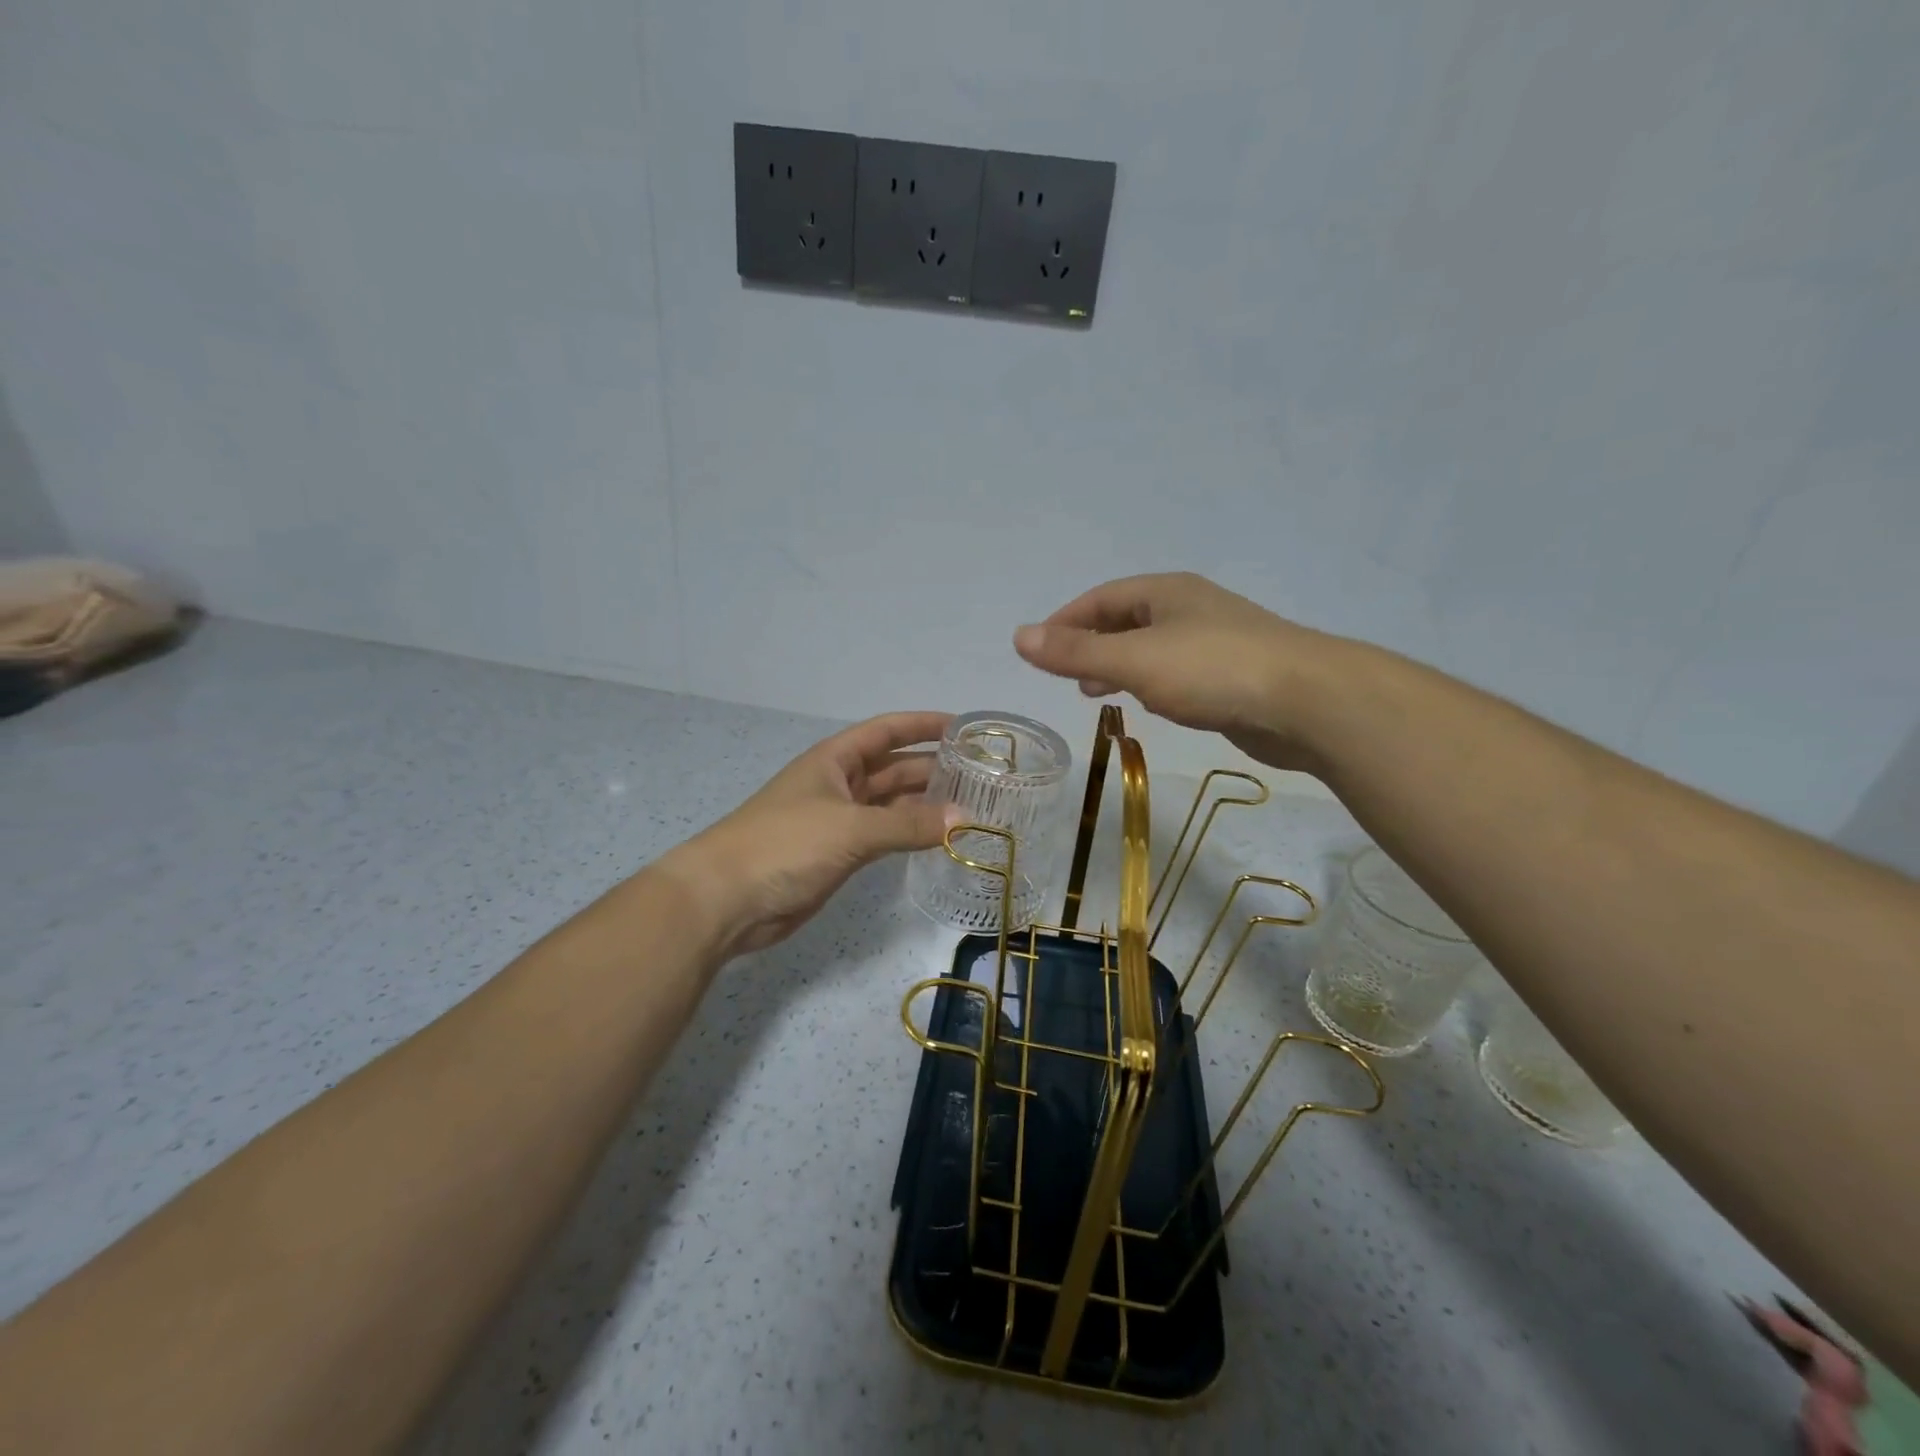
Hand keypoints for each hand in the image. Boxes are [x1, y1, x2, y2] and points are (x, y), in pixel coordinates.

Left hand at [666, 712, 957, 956]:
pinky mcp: (837, 854)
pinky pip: (883, 835)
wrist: (727, 899)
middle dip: (932, 769)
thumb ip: (908, 823)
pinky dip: (909, 834)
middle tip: (981, 777)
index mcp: (835, 759)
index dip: (923, 725)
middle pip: (893, 767)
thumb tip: (964, 818)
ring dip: (925, 804)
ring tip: (972, 807)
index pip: (887, 731)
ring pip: (890, 804)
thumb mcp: (851, 827)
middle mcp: (839, 783)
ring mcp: (838, 820)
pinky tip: (938, 838)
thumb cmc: (785, 844)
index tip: (965, 728)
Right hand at [1014, 572, 1332, 771]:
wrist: (1307, 702)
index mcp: (1166, 592)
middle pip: (1126, 620)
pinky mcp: (1234, 674)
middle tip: (1066, 675)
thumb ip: (1076, 652)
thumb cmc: (1213, 670)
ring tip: (1097, 694)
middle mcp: (1190, 608)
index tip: (1040, 649)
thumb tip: (1018, 636)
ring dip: (1120, 665)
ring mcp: (1216, 640)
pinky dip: (1152, 682)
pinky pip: (1178, 672)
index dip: (1066, 620)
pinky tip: (1151, 703)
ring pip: (1153, 648)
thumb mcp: (1134, 660)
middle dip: (1092, 644)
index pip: (1101, 598)